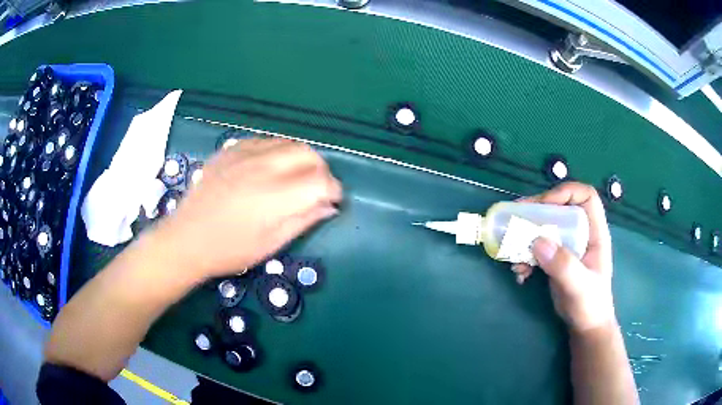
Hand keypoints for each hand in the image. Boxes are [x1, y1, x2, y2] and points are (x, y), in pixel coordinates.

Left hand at [154, 138, 341, 279]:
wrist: (186, 238)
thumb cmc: (229, 250)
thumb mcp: (271, 244)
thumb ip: (303, 220)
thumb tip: (328, 206)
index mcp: (276, 196)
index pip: (321, 180)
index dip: (333, 190)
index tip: (331, 200)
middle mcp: (263, 167)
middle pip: (308, 153)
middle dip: (320, 169)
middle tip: (315, 188)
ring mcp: (244, 154)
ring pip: (288, 142)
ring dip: (299, 158)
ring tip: (293, 176)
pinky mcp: (230, 150)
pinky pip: (264, 140)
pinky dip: (276, 150)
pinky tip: (269, 166)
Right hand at [512, 182, 615, 332]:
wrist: (585, 326)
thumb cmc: (590, 305)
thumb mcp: (579, 286)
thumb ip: (563, 265)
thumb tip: (537, 241)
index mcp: (595, 232)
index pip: (586, 197)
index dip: (566, 193)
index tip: (544, 205)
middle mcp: (581, 233)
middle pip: (560, 208)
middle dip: (537, 211)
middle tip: (516, 217)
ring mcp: (567, 246)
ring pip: (546, 226)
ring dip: (526, 236)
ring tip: (513, 251)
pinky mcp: (555, 258)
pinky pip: (537, 247)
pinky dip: (525, 256)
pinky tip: (520, 273)